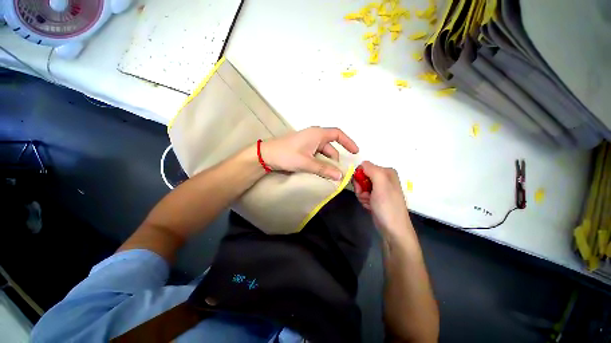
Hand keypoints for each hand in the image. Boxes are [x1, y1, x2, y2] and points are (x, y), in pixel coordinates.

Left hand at [261, 127, 358, 179]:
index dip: (348, 142)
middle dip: (335, 159)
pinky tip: (319, 171)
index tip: (355, 152)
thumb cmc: (286, 155)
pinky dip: (319, 162)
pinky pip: (316, 154)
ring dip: (326, 162)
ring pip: (322, 152)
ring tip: (328, 174)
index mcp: (317, 134)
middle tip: (338, 172)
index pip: (337, 134)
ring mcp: (307, 142)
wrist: (266, 155)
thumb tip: (340, 176)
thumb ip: (323, 169)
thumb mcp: (306, 162)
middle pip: (330, 146)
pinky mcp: (302, 148)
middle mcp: (314, 136)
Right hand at [353, 161, 411, 235]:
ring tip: (369, 202)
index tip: (360, 186)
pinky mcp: (376, 197)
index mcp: (386, 172)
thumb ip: (372, 169)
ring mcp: (380, 189)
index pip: (365, 167)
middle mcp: (383, 178)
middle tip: (365, 195)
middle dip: (360, 187)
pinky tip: (369, 206)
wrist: (393, 229)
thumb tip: (362, 164)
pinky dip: (364, 200)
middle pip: (362, 177)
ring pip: (361, 186)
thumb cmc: (387, 205)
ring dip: (361, 195)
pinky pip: (364, 194)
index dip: (360, 176)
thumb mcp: (381, 184)